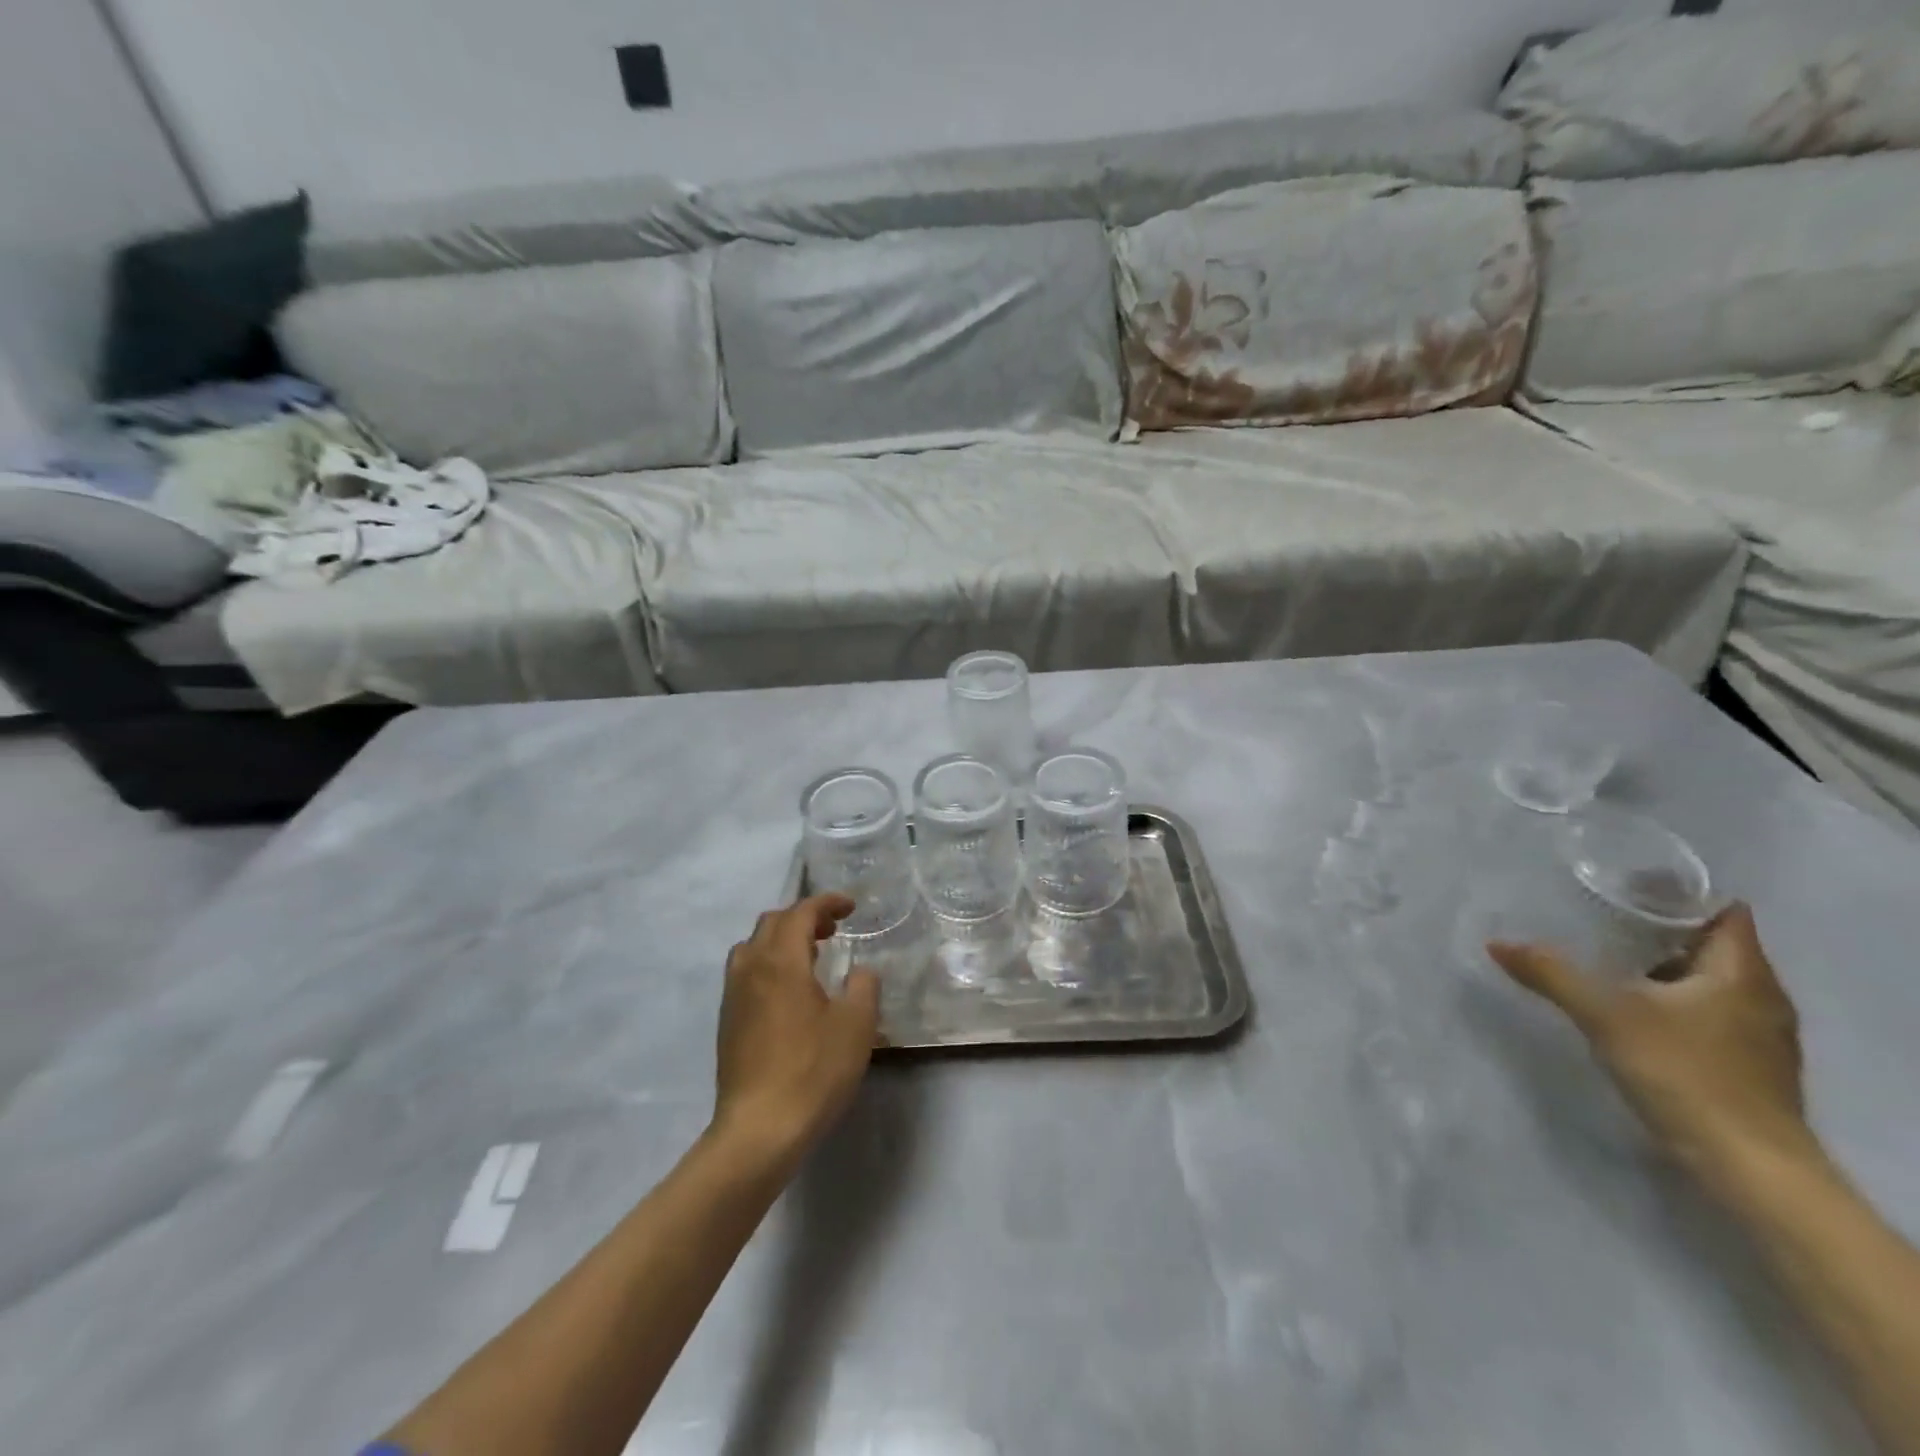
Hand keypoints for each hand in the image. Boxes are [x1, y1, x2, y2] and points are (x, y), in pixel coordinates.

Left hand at [711, 894, 880, 1165]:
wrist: (759, 1130)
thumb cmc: (813, 1071)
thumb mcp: (856, 1025)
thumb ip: (863, 987)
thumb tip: (859, 972)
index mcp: (781, 961)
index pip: (800, 912)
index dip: (826, 902)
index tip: (851, 907)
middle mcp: (751, 968)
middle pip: (772, 923)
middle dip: (803, 917)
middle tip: (833, 931)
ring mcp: (733, 996)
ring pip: (753, 947)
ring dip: (782, 940)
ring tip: (810, 958)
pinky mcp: (727, 1022)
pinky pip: (746, 973)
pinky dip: (769, 964)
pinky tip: (790, 993)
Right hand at [1488, 904, 1812, 1184]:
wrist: (1749, 1167)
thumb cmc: (1685, 1073)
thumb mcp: (1605, 1016)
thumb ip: (1551, 974)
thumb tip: (1497, 943)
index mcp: (1741, 973)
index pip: (1723, 912)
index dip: (1681, 894)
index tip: (1629, 884)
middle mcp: (1762, 996)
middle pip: (1715, 945)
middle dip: (1664, 928)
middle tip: (1604, 914)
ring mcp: (1760, 1034)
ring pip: (1713, 981)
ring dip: (1669, 967)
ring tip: (1611, 956)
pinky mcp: (1749, 1065)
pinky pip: (1711, 1012)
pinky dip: (1676, 1000)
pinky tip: (1636, 1007)